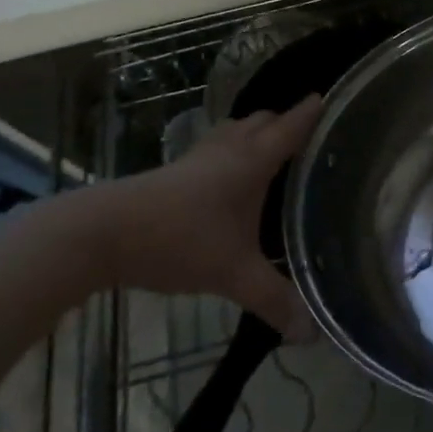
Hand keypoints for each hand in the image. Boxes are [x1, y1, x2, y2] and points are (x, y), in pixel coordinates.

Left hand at [71, 97, 322, 339]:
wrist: (103, 233)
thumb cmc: (179, 240)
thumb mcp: (233, 274)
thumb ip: (273, 300)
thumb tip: (310, 333)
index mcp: (253, 161)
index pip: (291, 127)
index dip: (311, 112)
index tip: (329, 98)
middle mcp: (229, 149)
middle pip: (263, 121)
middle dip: (284, 123)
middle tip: (306, 141)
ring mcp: (198, 156)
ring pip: (235, 130)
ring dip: (254, 134)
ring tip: (269, 155)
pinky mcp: (173, 169)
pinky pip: (214, 147)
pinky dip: (229, 151)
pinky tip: (226, 180)